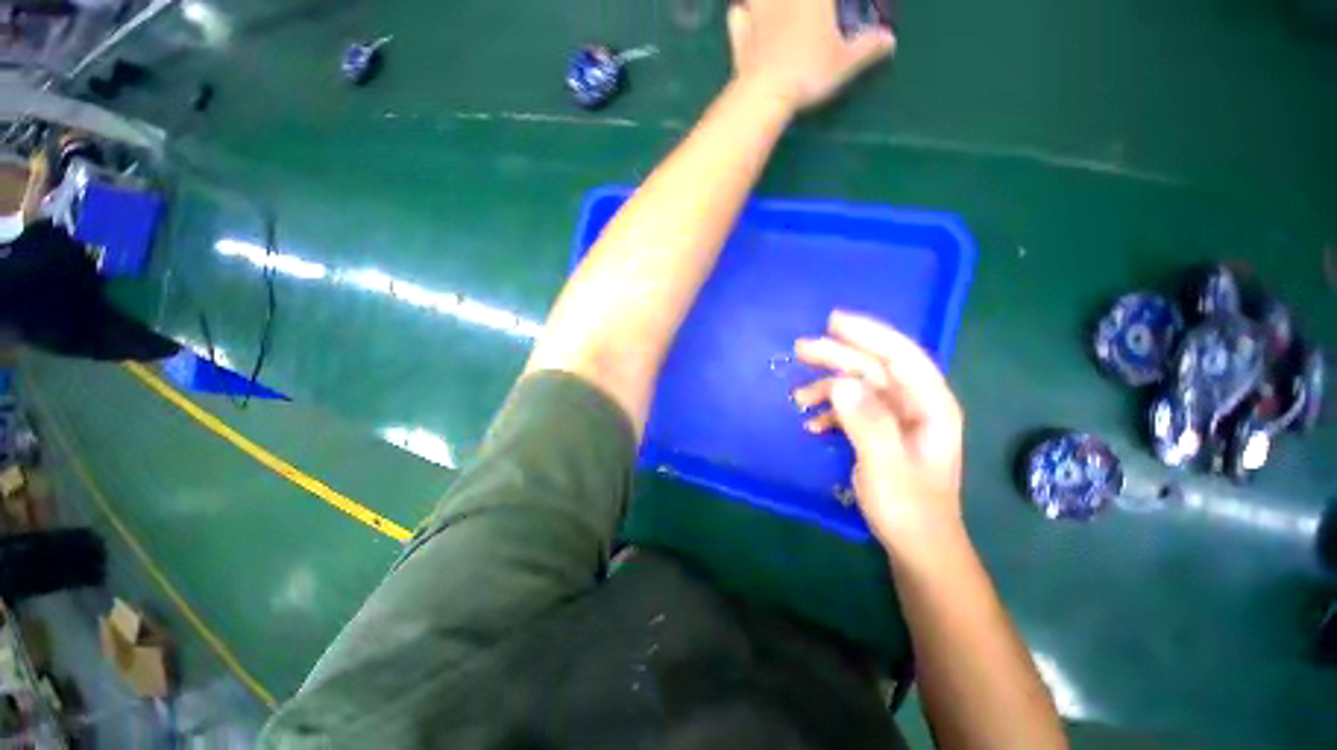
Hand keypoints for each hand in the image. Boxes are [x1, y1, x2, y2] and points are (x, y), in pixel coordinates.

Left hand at [727, 0, 895, 111]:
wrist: (764, 94)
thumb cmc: (809, 74)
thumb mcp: (845, 63)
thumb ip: (868, 47)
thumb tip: (890, 40)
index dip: (831, 4)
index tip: (832, 10)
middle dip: (805, 6)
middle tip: (809, 14)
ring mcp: (757, 9)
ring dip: (764, 2)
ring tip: (775, 12)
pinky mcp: (739, 32)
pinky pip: (737, 13)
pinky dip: (742, 13)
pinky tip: (745, 17)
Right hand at [793, 311, 964, 552]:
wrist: (916, 547)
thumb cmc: (909, 509)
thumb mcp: (886, 466)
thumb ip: (867, 423)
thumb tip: (840, 384)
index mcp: (930, 405)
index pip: (900, 355)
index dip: (869, 333)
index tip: (833, 321)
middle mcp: (914, 405)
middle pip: (873, 367)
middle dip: (837, 356)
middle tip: (800, 348)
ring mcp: (895, 419)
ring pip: (858, 387)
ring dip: (827, 387)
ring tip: (797, 395)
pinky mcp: (879, 432)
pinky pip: (851, 410)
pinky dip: (830, 412)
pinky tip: (811, 423)